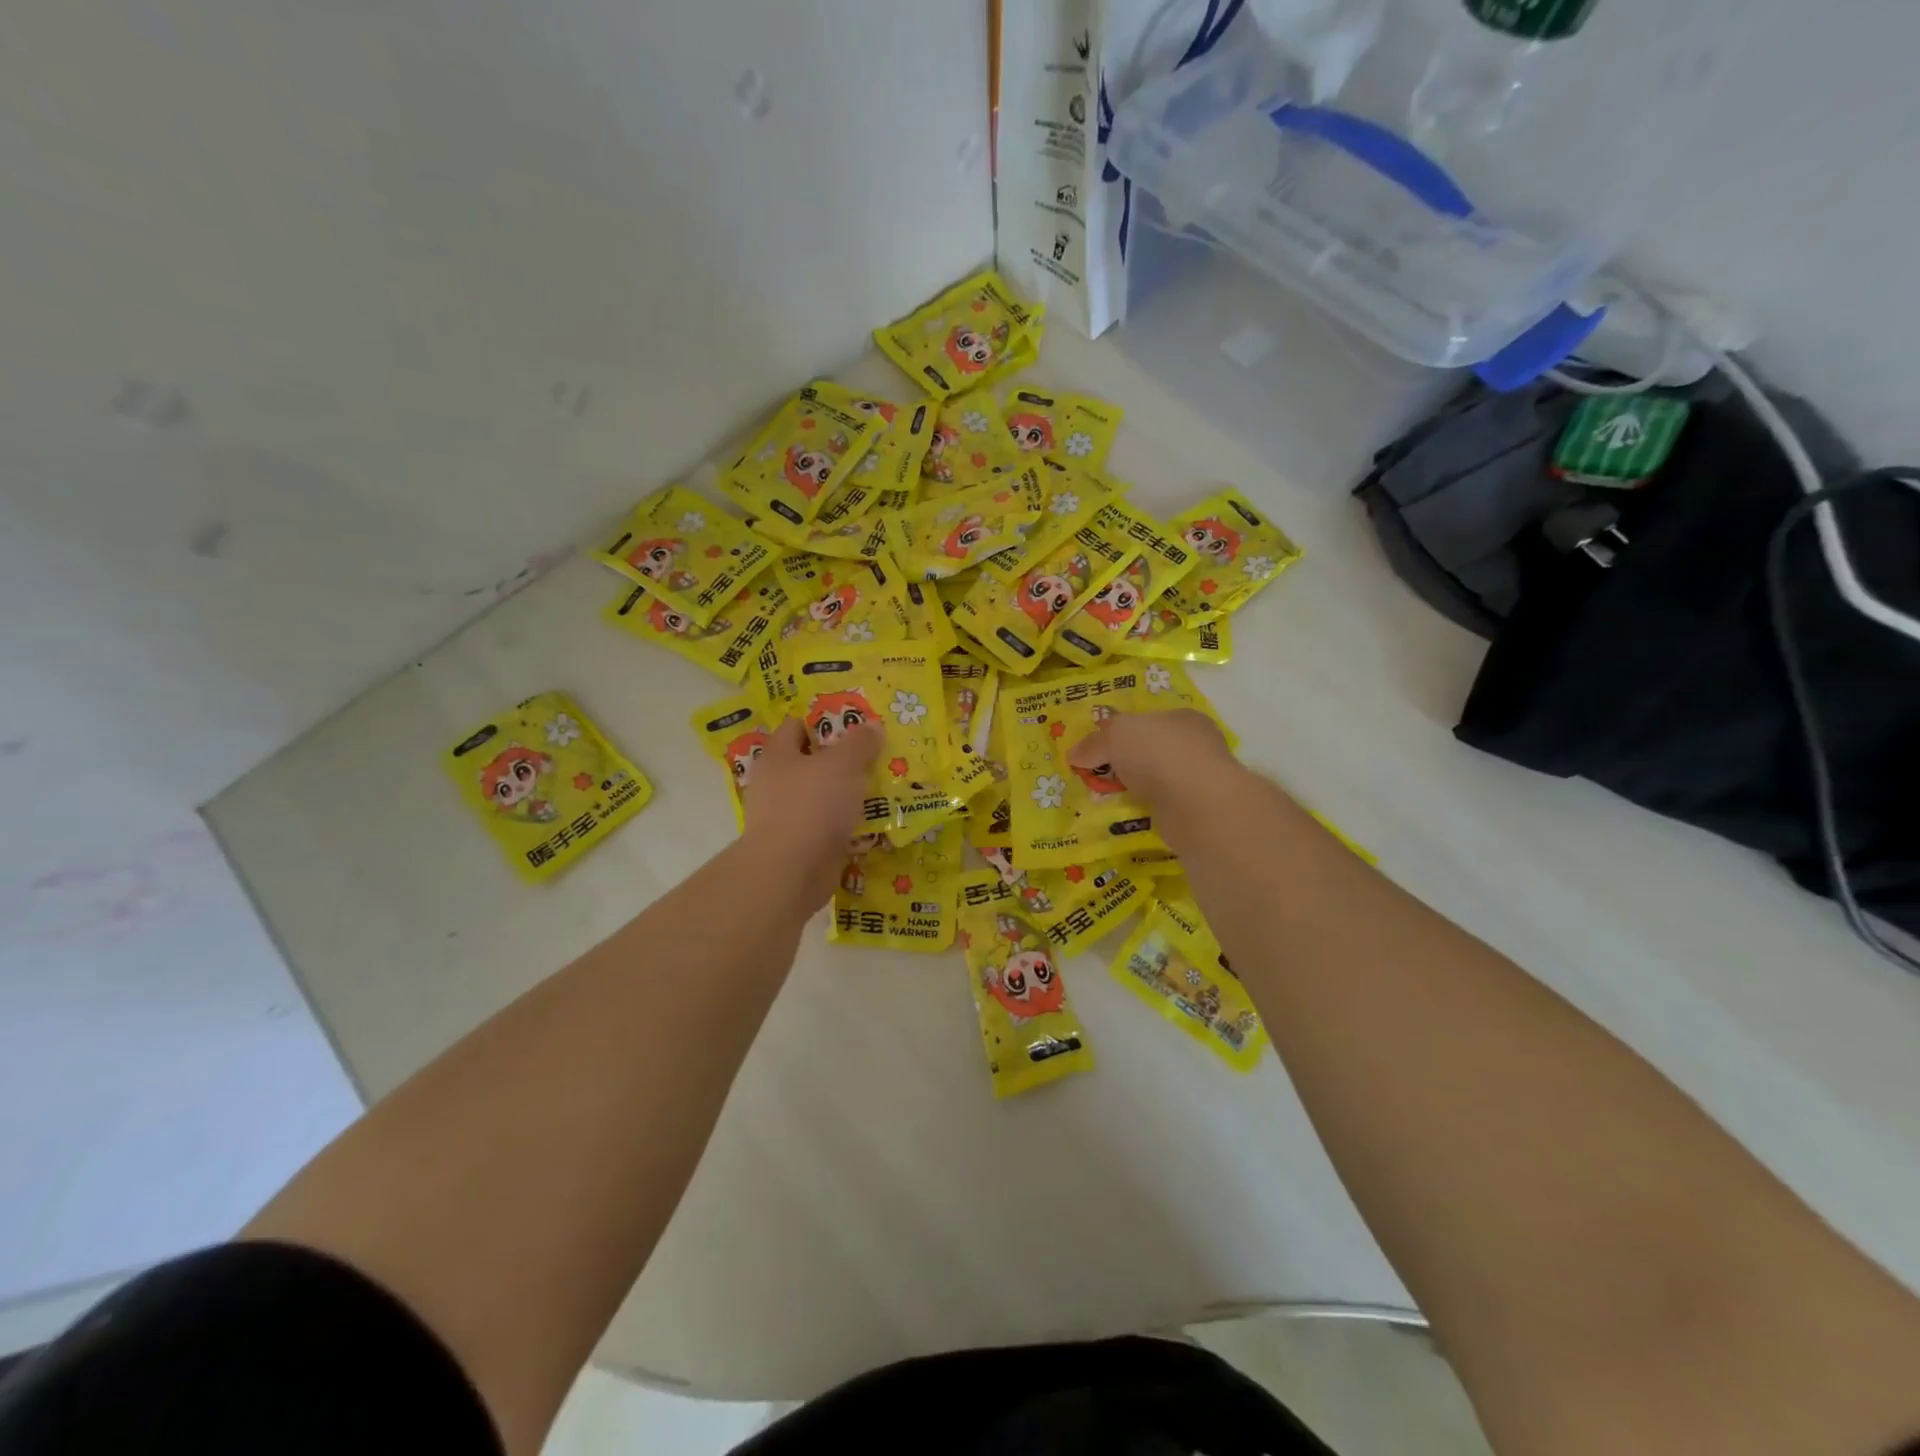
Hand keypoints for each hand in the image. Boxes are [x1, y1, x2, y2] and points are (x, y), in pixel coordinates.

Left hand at [740, 716, 883, 909]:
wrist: (790, 872)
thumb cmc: (812, 805)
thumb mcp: (843, 764)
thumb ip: (860, 742)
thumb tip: (872, 726)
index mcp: (778, 756)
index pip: (797, 726)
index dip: (825, 721)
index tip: (855, 723)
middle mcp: (776, 784)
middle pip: (812, 763)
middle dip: (843, 760)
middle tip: (876, 756)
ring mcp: (786, 817)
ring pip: (822, 797)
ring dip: (848, 795)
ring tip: (881, 789)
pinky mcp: (799, 846)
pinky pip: (828, 828)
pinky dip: (847, 826)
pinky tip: (873, 824)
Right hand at [1068, 708, 1237, 812]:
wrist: (1195, 803)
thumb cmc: (1157, 753)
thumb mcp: (1114, 736)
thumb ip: (1093, 743)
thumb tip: (1074, 754)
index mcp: (1182, 718)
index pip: (1148, 720)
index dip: (1122, 731)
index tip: (1098, 747)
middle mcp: (1196, 746)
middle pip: (1152, 750)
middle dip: (1127, 762)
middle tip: (1098, 774)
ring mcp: (1199, 780)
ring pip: (1158, 780)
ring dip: (1136, 788)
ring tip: (1106, 798)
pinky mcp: (1197, 811)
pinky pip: (1162, 806)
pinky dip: (1146, 809)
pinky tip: (1128, 814)